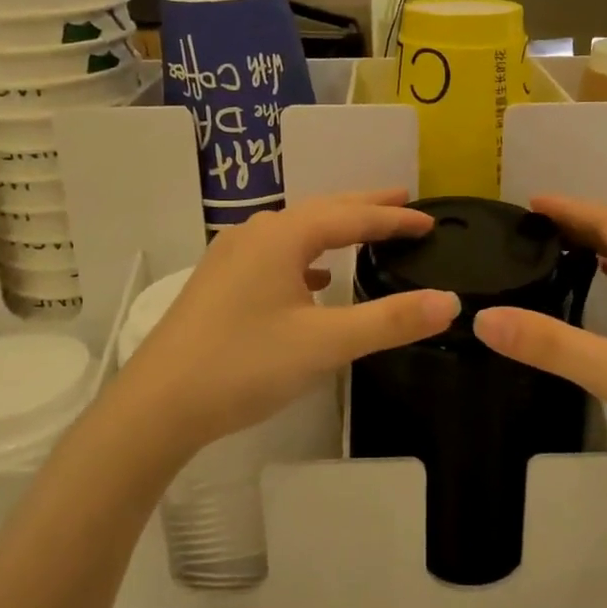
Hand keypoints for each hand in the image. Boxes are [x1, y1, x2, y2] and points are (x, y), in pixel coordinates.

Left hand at [106, 191, 458, 457]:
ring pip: (295, 231)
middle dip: (364, 207)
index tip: (430, 220)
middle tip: (403, 202)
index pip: (352, 216)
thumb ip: (389, 321)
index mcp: (282, 236)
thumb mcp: (325, 344)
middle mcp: (255, 234)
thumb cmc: (244, 365)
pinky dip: (305, 256)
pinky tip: (314, 278)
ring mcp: (231, 257)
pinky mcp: (220, 282)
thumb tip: (449, 302)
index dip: (394, 219)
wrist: (157, 405)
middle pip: (322, 210)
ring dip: (334, 228)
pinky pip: (275, 254)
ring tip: (365, 232)